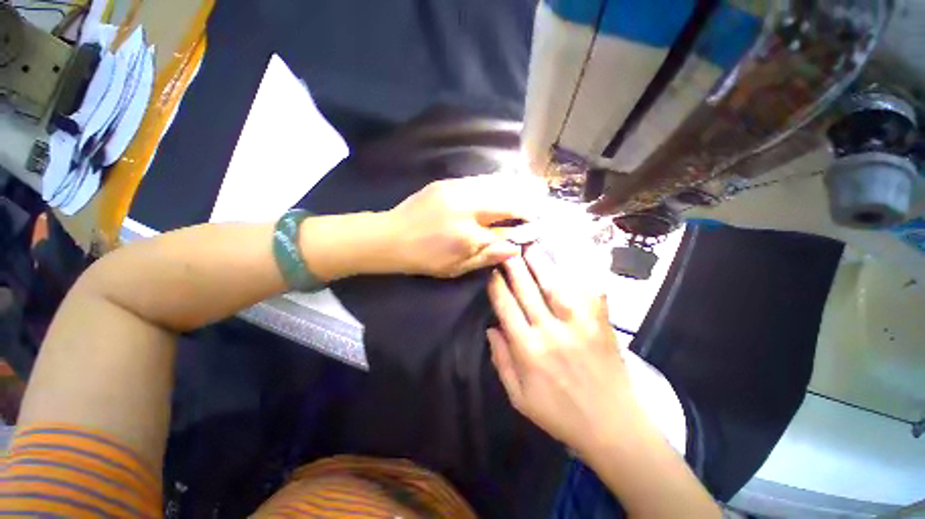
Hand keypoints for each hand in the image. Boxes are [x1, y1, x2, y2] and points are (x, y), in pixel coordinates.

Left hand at [383, 174, 545, 277]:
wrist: (390, 236)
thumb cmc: (425, 258)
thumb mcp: (456, 267)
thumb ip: (487, 255)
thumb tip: (515, 248)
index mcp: (467, 233)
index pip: (507, 227)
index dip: (525, 225)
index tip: (538, 225)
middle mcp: (465, 206)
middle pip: (505, 199)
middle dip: (526, 202)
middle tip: (540, 203)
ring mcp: (455, 190)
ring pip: (494, 184)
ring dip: (514, 188)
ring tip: (530, 190)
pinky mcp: (447, 182)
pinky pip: (479, 180)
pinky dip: (496, 183)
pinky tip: (504, 185)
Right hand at [487, 246, 639, 454]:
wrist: (613, 427)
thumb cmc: (560, 415)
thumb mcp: (519, 398)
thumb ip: (501, 361)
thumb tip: (491, 328)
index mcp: (528, 349)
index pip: (506, 307)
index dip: (497, 286)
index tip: (492, 271)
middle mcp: (550, 331)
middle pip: (527, 290)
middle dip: (514, 267)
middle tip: (508, 249)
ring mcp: (579, 325)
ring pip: (555, 286)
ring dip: (541, 264)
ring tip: (531, 248)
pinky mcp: (601, 324)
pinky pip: (588, 293)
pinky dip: (579, 276)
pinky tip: (569, 262)